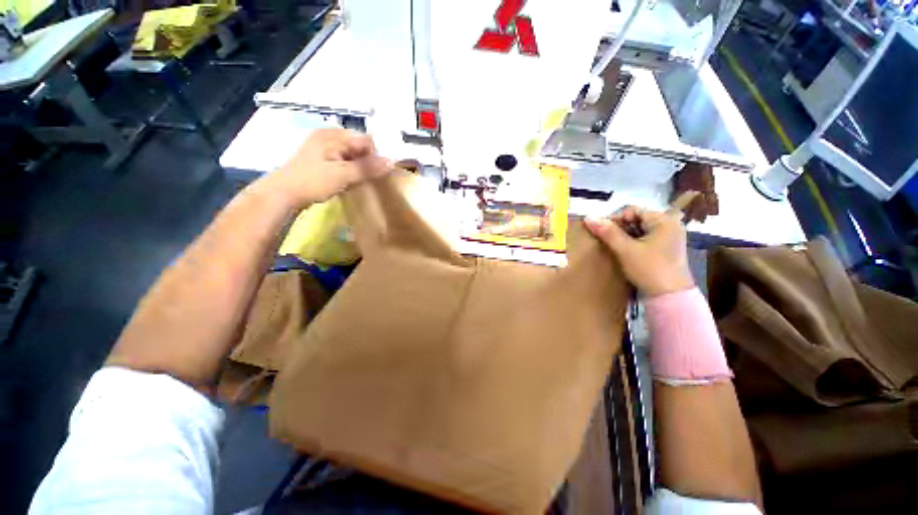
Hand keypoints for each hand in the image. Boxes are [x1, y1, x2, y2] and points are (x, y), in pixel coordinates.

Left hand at [265, 129, 391, 207]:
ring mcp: (324, 149)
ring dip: (360, 168)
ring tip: (360, 182)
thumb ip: (368, 168)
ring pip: (352, 155)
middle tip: (370, 179)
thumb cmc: (312, 181)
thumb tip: (392, 161)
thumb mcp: (343, 174)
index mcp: (333, 135)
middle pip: (359, 147)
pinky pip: (344, 162)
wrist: (283, 194)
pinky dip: (351, 171)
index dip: (376, 155)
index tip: (379, 173)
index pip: (366, 140)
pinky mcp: (322, 160)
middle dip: (368, 162)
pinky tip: (350, 182)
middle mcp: (329, 137)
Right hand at [585, 206, 694, 296]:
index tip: (601, 231)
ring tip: (613, 246)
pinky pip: (645, 239)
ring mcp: (669, 238)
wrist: (669, 297)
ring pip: (640, 230)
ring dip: (624, 236)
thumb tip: (588, 217)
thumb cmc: (649, 269)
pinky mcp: (666, 249)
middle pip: (637, 219)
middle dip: (619, 228)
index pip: (632, 211)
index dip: (614, 219)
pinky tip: (624, 252)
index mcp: (663, 221)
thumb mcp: (625, 249)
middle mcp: (669, 225)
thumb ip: (607, 232)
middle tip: (606, 240)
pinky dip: (633, 243)